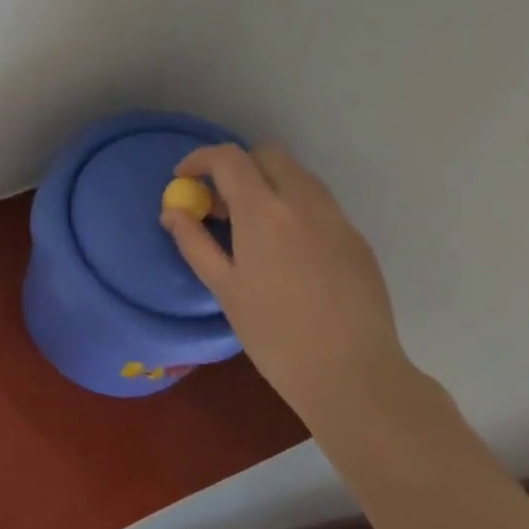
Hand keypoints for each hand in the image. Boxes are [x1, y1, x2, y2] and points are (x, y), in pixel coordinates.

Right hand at [162, 143, 410, 418]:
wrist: (351, 373)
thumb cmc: (274, 334)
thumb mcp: (224, 288)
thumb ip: (194, 242)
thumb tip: (172, 212)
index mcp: (264, 213)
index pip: (229, 158)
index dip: (200, 160)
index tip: (183, 179)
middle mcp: (304, 203)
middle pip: (267, 155)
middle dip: (237, 167)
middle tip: (218, 205)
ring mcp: (336, 218)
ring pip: (297, 176)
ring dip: (267, 184)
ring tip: (249, 227)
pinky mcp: (356, 238)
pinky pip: (319, 204)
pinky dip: (293, 207)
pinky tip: (284, 251)